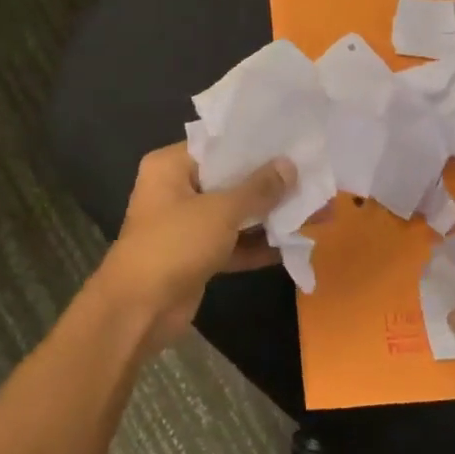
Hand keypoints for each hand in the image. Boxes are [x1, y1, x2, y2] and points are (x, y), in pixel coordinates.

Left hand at [93, 142, 295, 353]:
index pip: (218, 146)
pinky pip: (233, 243)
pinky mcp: (197, 257)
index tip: (293, 142)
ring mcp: (186, 226)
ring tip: (316, 210)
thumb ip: (257, 189)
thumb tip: (289, 165)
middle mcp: (177, 190)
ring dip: (270, 216)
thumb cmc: (173, 244)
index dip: (256, 145)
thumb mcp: (220, 211)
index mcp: (171, 166)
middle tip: (314, 179)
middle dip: (271, 185)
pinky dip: (258, 244)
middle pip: (230, 180)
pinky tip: (296, 243)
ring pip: (235, 214)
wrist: (138, 311)